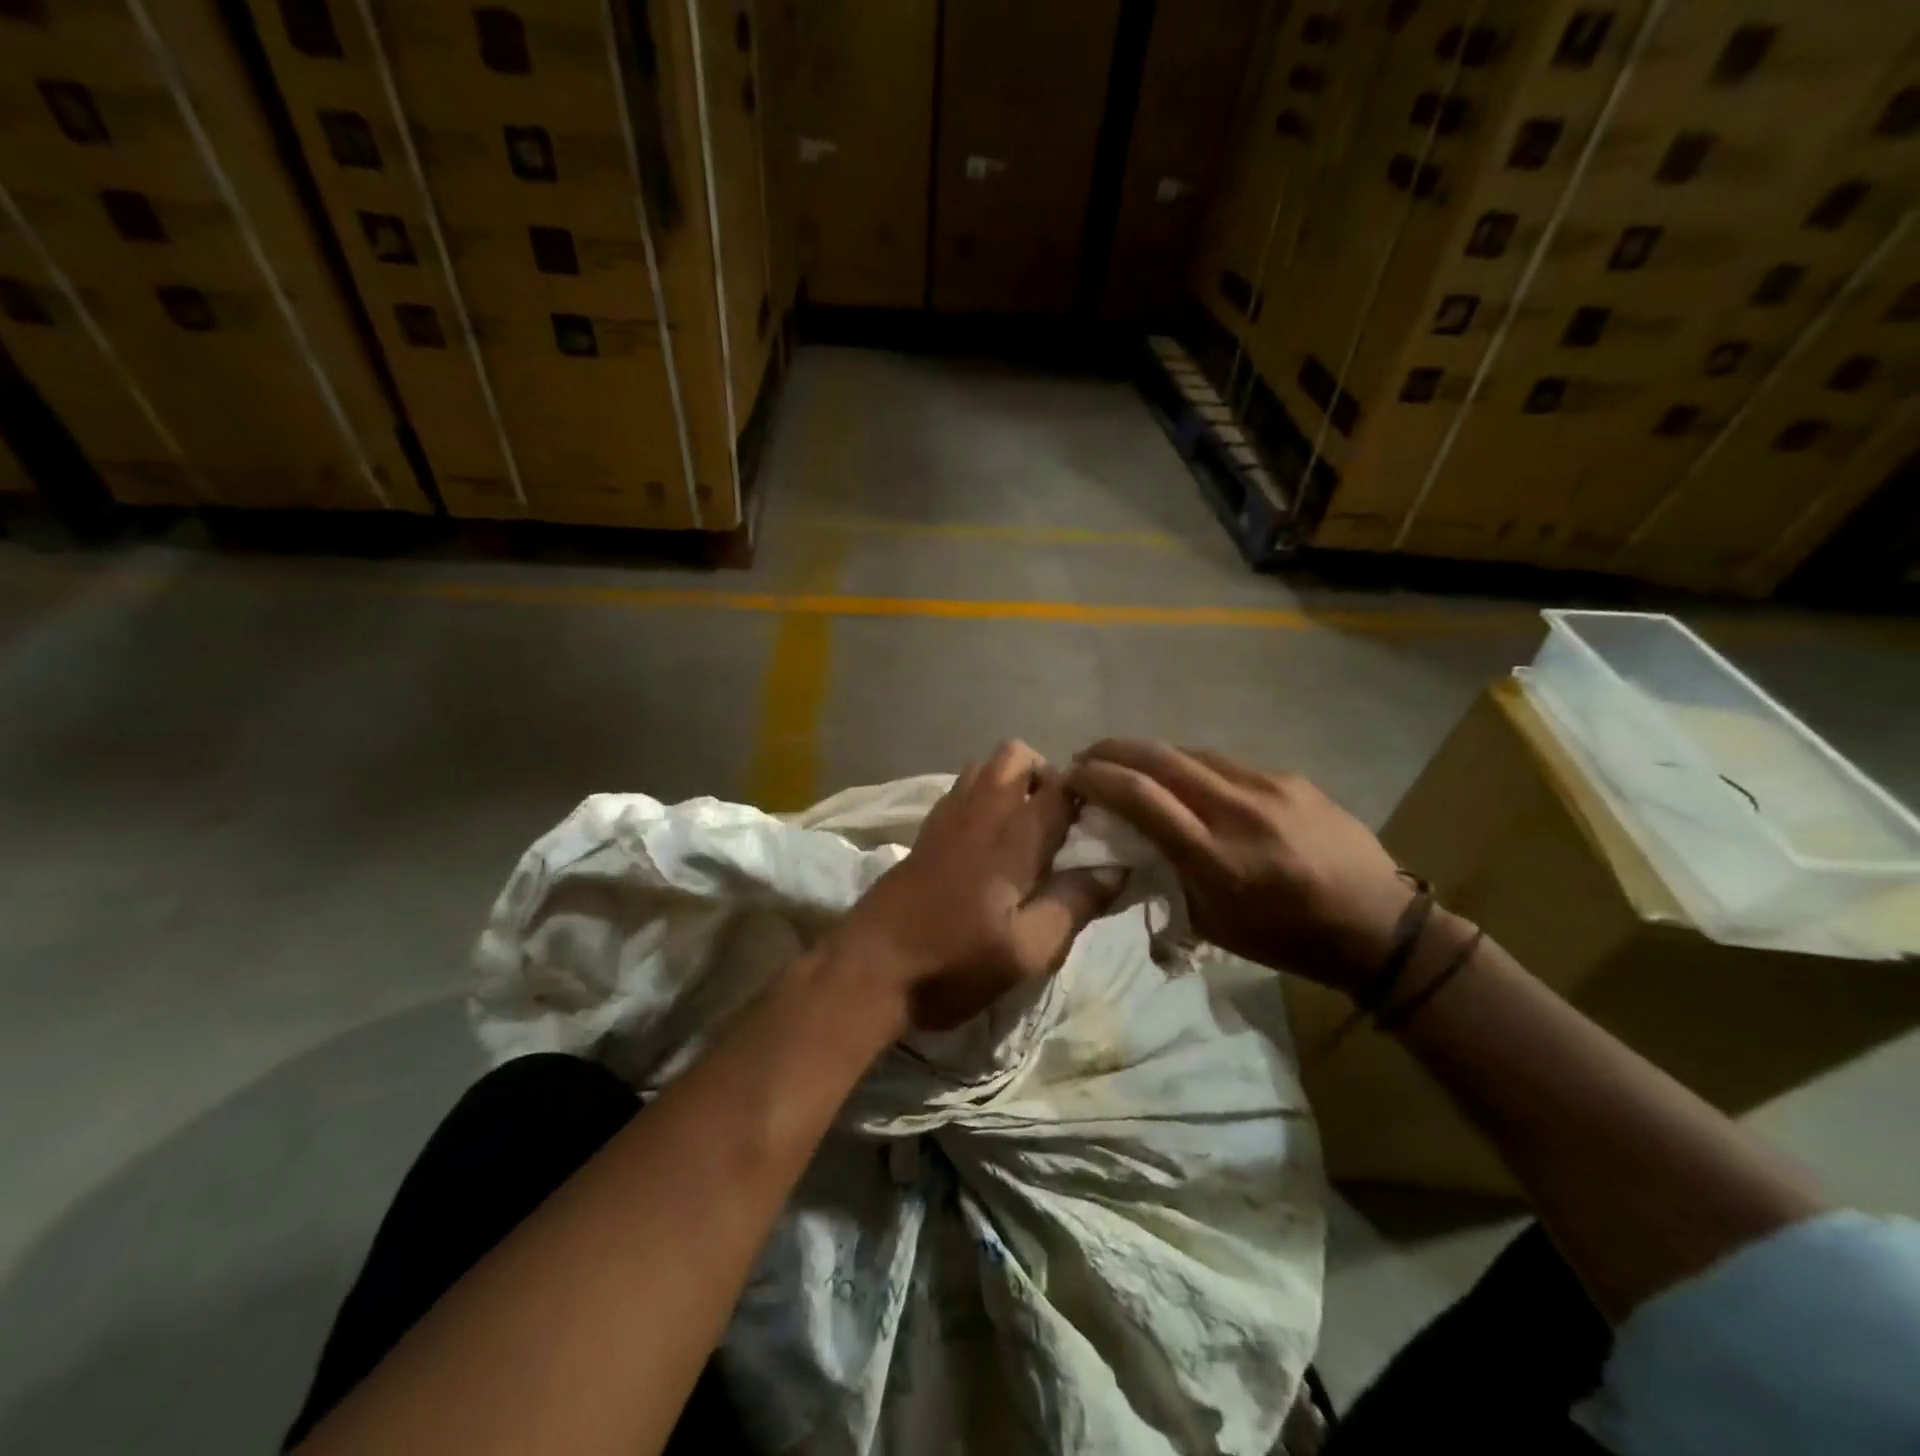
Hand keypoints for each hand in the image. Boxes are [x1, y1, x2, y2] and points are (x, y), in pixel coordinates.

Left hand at [827, 741, 1123, 1032]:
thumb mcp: (1027, 951)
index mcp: (1012, 837)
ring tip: (1025, 832)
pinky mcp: (923, 833)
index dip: (1089, 794)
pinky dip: (983, 799)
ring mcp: (944, 818)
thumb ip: (1074, 904)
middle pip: (1016, 755)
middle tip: (1059, 826)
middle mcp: (979, 812)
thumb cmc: (953, 963)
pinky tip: (987, 846)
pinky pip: (960, 791)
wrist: (867, 970)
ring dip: (1012, 784)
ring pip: (984, 767)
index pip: (1061, 785)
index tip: (1102, 824)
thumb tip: (1116, 868)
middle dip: (1046, 776)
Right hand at [1067, 741, 1413, 994]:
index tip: (1071, 777)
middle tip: (1086, 757)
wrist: (1379, 926)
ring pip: (1190, 752)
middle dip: (1112, 750)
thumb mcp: (1213, 923)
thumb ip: (1169, 874)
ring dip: (1149, 754)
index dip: (1097, 778)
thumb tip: (1135, 839)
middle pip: (1158, 757)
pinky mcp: (1289, 778)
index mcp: (1214, 857)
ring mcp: (1267, 787)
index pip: (1140, 797)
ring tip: (1129, 764)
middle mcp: (1237, 810)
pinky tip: (1188, 781)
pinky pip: (1225, 763)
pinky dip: (1192, 767)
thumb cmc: (1286, 939)